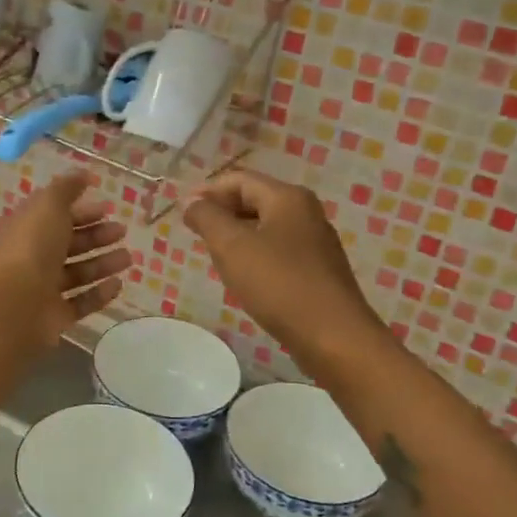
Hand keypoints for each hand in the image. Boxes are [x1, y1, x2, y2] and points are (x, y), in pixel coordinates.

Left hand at [0, 172, 131, 351]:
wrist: (12, 306)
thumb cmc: (30, 249)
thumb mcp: (48, 206)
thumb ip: (66, 188)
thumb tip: (83, 173)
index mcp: (26, 229)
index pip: (55, 216)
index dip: (80, 211)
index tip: (107, 207)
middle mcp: (32, 258)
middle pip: (68, 244)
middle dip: (95, 236)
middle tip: (122, 231)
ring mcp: (42, 290)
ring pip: (77, 274)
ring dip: (102, 264)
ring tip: (128, 258)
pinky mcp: (54, 317)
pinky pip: (80, 303)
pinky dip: (99, 294)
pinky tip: (118, 285)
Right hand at [184, 168, 386, 371]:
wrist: (333, 336)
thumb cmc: (279, 284)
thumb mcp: (232, 247)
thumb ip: (207, 218)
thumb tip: (190, 202)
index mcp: (287, 197)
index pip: (239, 180)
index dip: (207, 192)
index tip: (182, 214)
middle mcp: (306, 211)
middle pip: (255, 199)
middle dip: (222, 212)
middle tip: (195, 235)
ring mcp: (316, 241)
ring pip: (266, 226)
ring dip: (237, 235)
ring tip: (214, 256)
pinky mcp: (319, 269)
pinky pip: (279, 250)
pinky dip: (256, 254)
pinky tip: (245, 277)